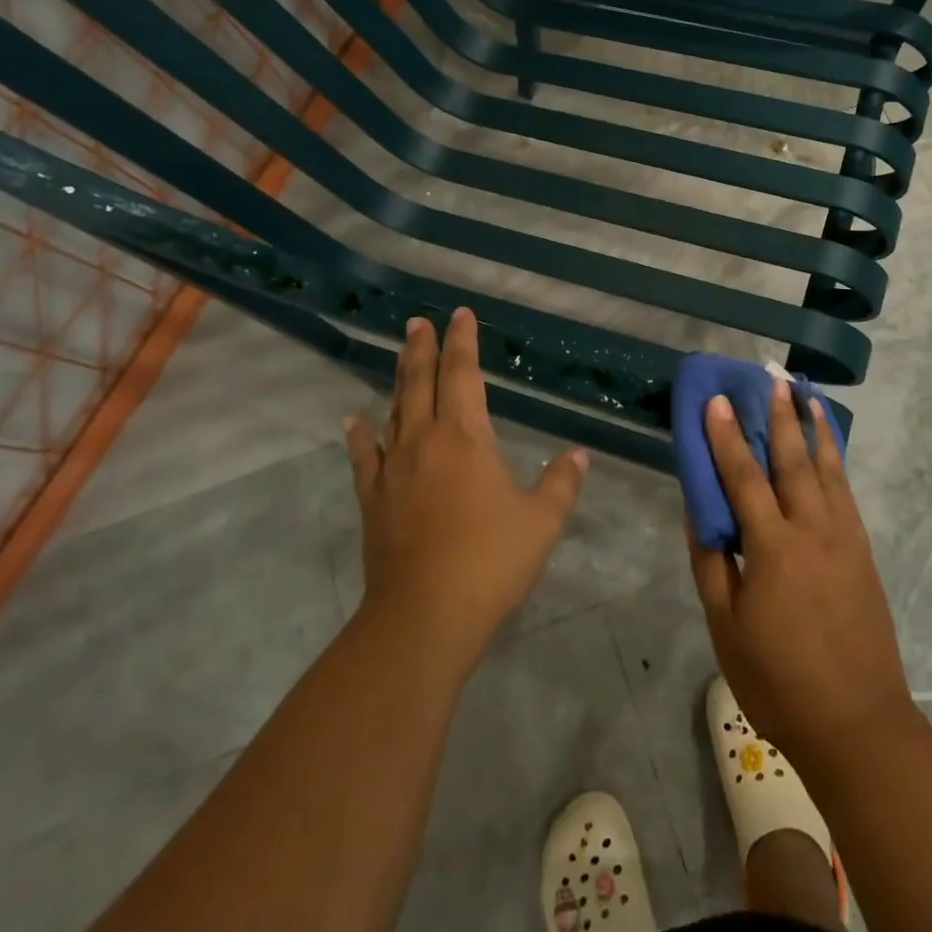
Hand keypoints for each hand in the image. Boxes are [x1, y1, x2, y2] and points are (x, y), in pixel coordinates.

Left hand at [345, 309, 586, 667]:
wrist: (424, 615)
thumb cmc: (490, 561)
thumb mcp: (541, 522)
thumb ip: (561, 483)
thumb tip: (578, 455)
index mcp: (465, 437)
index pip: (462, 374)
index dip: (463, 342)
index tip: (461, 315)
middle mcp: (424, 441)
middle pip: (420, 382)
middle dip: (423, 348)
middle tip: (420, 321)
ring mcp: (394, 469)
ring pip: (394, 410)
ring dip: (399, 378)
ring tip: (402, 353)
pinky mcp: (374, 500)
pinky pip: (364, 457)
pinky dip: (359, 435)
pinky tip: (352, 419)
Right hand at [688, 381, 917, 766]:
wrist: (857, 722)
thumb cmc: (778, 680)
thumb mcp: (726, 626)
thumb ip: (711, 561)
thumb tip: (698, 510)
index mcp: (772, 546)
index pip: (743, 476)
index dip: (726, 436)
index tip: (717, 400)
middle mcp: (811, 529)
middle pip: (791, 460)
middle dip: (778, 416)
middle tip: (770, 379)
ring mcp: (843, 537)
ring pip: (826, 468)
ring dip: (812, 427)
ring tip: (805, 393)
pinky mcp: (862, 551)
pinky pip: (845, 491)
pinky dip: (835, 460)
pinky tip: (828, 446)